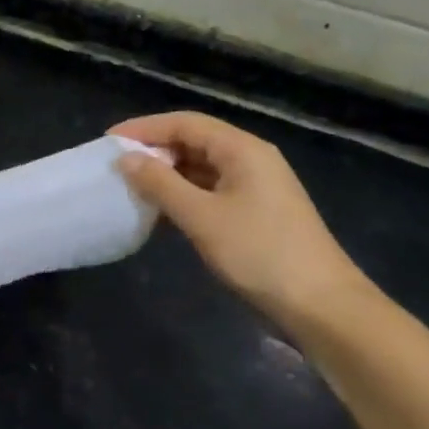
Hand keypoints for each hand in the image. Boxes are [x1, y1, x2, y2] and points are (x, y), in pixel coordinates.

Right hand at [113, 111, 368, 322]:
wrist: (320, 305)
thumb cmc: (258, 253)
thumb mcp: (201, 217)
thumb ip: (160, 184)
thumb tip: (126, 159)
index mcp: (242, 150)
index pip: (185, 123)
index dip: (144, 128)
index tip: (108, 141)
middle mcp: (250, 160)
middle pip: (194, 141)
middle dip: (154, 151)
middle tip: (116, 166)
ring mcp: (255, 187)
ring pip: (201, 168)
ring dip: (166, 175)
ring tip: (131, 188)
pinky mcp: (255, 212)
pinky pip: (210, 191)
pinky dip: (183, 196)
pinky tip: (160, 213)